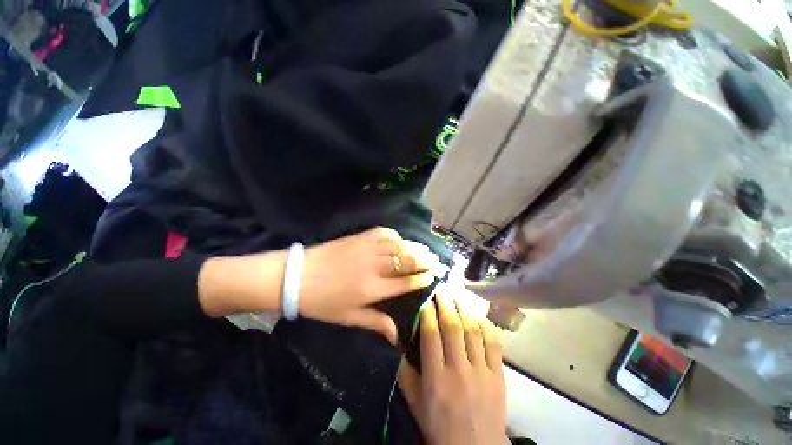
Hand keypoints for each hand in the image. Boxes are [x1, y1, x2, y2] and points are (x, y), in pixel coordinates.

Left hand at [299, 227, 439, 344]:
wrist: (296, 277)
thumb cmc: (322, 302)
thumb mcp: (348, 317)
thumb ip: (375, 322)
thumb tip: (397, 337)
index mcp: (372, 289)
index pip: (405, 283)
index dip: (421, 279)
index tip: (433, 276)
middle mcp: (374, 267)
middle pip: (406, 261)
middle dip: (424, 260)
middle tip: (436, 260)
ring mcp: (367, 249)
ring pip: (398, 246)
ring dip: (414, 247)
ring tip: (425, 249)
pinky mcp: (358, 238)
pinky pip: (382, 233)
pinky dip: (394, 235)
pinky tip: (399, 239)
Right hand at [398, 289, 505, 444]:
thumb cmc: (440, 427)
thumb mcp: (415, 404)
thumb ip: (404, 373)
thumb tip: (396, 344)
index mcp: (436, 378)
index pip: (431, 335)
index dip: (428, 312)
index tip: (426, 298)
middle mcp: (459, 370)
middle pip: (453, 326)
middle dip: (446, 302)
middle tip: (441, 287)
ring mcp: (482, 372)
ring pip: (473, 330)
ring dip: (464, 308)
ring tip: (457, 294)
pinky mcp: (499, 376)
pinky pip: (494, 343)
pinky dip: (486, 325)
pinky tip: (478, 314)